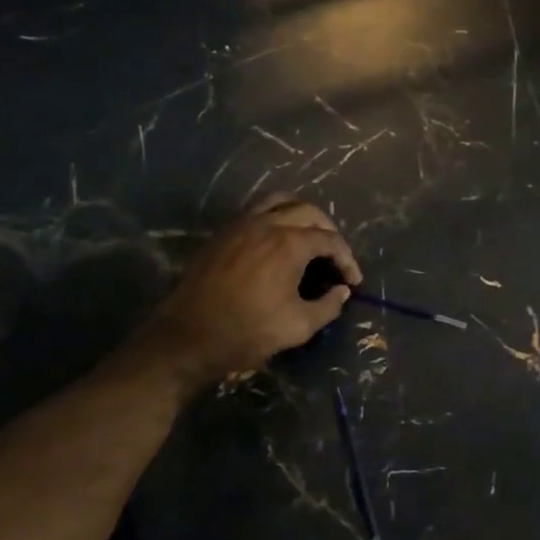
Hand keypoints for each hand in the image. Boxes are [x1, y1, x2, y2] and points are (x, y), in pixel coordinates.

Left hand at [130, 195, 360, 392]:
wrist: (187, 337)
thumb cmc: (247, 332)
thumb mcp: (298, 326)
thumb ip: (328, 306)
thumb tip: (341, 291)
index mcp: (289, 244)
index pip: (330, 240)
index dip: (347, 260)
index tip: (353, 282)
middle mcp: (267, 224)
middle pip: (309, 212)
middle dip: (329, 232)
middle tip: (335, 257)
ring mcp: (241, 225)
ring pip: (281, 202)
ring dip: (302, 215)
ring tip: (309, 237)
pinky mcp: (223, 234)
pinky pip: (257, 211)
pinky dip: (276, 217)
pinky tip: (278, 242)